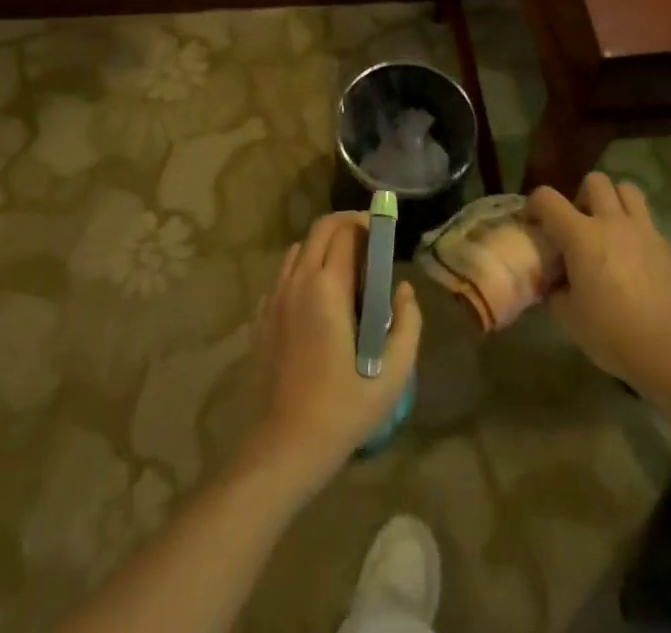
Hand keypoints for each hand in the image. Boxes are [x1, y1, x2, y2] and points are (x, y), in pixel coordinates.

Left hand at [246, 212, 421, 486]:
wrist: (287, 445)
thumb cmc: (344, 408)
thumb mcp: (394, 372)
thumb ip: (408, 324)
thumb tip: (404, 290)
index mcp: (328, 287)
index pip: (345, 232)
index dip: (366, 224)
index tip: (383, 232)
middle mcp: (298, 282)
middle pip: (320, 229)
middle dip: (345, 225)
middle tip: (368, 240)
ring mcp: (275, 298)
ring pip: (299, 250)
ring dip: (322, 246)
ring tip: (345, 268)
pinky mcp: (262, 318)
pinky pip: (283, 276)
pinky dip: (302, 271)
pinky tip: (317, 299)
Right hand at [529, 173, 670, 393]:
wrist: (667, 350)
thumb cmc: (610, 332)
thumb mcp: (567, 315)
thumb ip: (556, 288)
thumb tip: (556, 280)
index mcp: (581, 235)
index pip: (547, 198)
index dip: (535, 204)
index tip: (534, 221)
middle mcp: (612, 222)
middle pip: (595, 181)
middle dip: (583, 196)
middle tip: (581, 223)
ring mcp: (644, 231)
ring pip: (628, 191)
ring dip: (615, 202)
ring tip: (611, 228)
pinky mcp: (669, 247)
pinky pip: (650, 225)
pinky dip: (638, 234)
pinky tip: (638, 261)